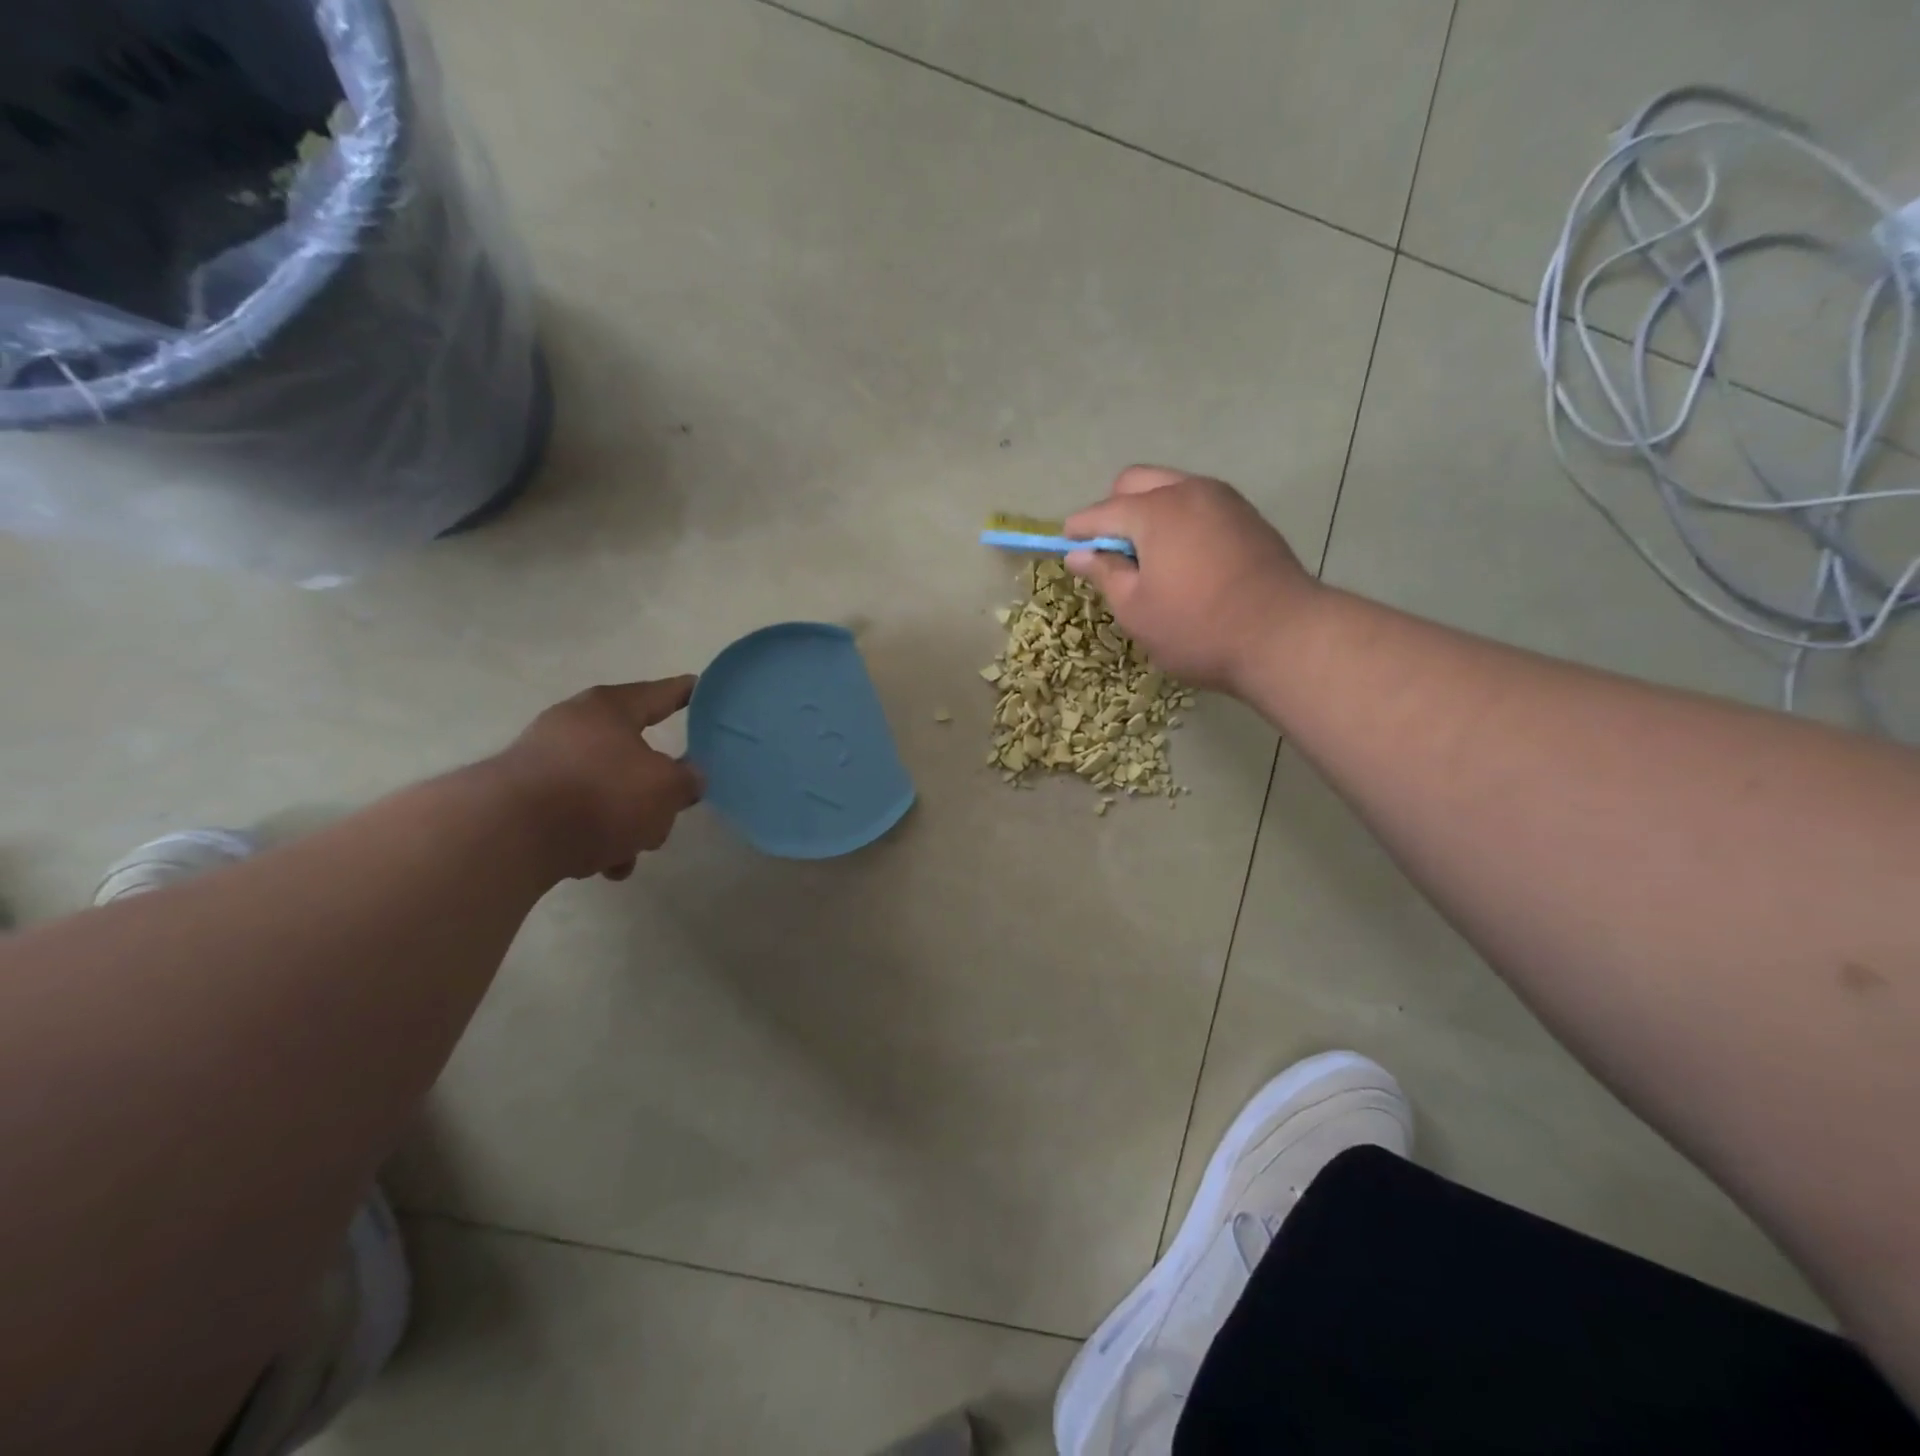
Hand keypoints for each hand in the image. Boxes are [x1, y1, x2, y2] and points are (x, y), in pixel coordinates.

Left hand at [495, 677, 704, 881]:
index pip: (660, 693)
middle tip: (669, 810)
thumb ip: (687, 780)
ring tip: (631, 853)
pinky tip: (602, 865)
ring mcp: (543, 761)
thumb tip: (689, 777)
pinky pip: (575, 813)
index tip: (700, 688)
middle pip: (632, 753)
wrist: (507, 836)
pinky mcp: (522, 799)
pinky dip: (594, 835)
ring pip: (605, 789)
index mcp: (610, 709)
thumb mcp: (666, 788)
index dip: (685, 693)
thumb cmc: (600, 795)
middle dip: (654, 788)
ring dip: (625, 821)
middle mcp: (573, 725)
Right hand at [1064, 467, 1315, 691]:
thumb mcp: (1136, 610)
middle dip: (1114, 509)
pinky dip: (1180, 520)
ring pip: (1172, 488)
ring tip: (1150, 558)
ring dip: (1150, 512)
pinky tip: (1184, 559)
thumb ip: (1105, 574)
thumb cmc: (1197, 628)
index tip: (1066, 547)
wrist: (1284, 636)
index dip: (1079, 530)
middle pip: (1136, 482)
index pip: (1102, 512)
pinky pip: (1199, 504)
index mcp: (1156, 511)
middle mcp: (1190, 491)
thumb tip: (1080, 554)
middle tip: (1112, 553)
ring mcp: (1225, 500)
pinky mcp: (1248, 517)